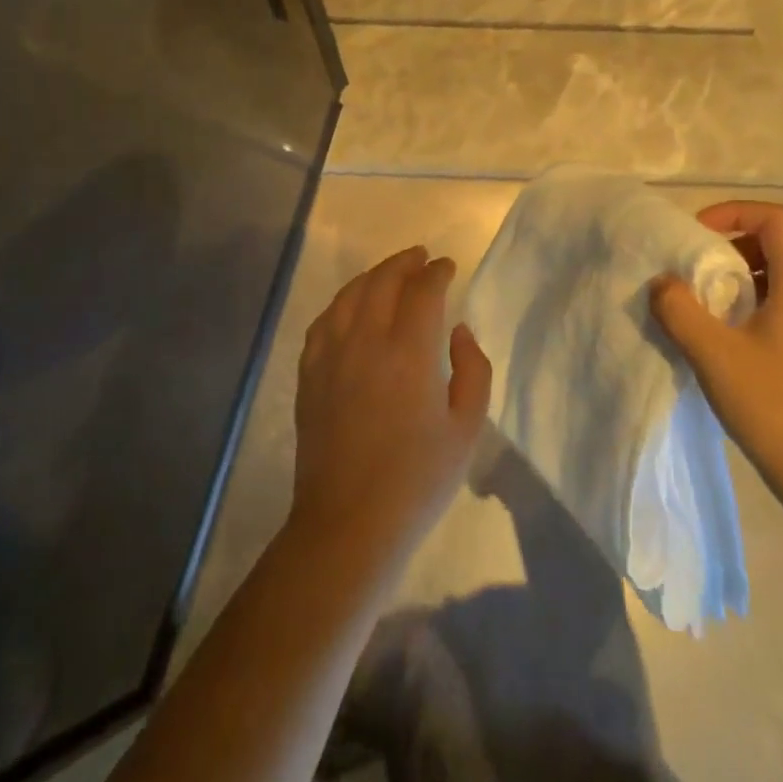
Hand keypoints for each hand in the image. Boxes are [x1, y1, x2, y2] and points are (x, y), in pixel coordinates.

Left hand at [290, 246, 492, 569]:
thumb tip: (458, 331)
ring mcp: (330, 357)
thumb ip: (473, 369)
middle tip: (421, 257)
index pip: (422, 290)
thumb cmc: (418, 480)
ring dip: (372, 277)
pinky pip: (323, 323)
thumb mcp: (467, 427)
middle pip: (382, 282)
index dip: (437, 272)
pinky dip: (341, 304)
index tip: (447, 266)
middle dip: (404, 263)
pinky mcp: (309, 376)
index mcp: (409, 351)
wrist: (350, 523)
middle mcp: (365, 342)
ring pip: (348, 296)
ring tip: (388, 274)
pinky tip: (349, 308)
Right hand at [650, 202, 782, 504]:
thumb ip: (679, 310)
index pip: (778, 220)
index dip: (736, 213)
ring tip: (701, 301)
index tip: (698, 234)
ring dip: (738, 277)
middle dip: (731, 246)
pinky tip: (722, 337)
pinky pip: (782, 305)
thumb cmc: (773, 405)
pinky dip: (749, 304)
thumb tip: (661, 283)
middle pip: (778, 245)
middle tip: (693, 267)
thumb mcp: (713, 354)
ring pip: (779, 277)